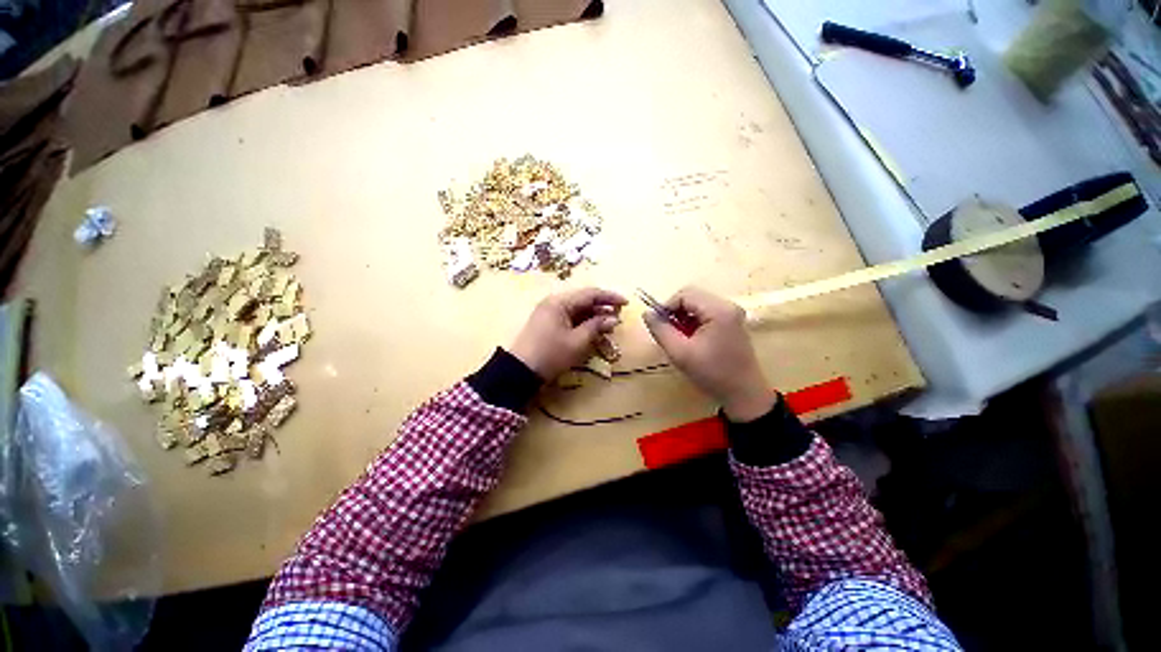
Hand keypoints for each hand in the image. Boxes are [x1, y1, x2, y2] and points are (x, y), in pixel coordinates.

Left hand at [509, 288, 626, 380]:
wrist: (520, 372)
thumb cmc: (550, 354)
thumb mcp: (577, 342)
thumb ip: (596, 327)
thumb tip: (613, 319)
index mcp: (560, 302)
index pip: (590, 293)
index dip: (610, 297)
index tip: (626, 303)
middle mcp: (554, 303)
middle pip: (584, 300)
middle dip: (602, 308)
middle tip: (619, 317)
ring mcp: (550, 313)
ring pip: (578, 310)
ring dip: (594, 317)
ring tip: (609, 326)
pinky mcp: (548, 323)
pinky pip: (570, 318)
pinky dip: (583, 323)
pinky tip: (594, 331)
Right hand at [642, 286, 775, 421]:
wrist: (743, 394)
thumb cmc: (712, 373)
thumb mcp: (680, 353)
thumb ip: (661, 330)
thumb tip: (647, 313)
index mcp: (718, 310)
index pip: (684, 295)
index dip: (666, 306)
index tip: (658, 324)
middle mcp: (728, 305)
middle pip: (692, 297)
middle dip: (675, 311)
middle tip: (667, 331)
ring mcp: (732, 313)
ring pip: (698, 304)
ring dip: (683, 317)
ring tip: (678, 337)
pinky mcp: (732, 322)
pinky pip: (706, 313)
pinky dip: (693, 322)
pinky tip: (690, 339)